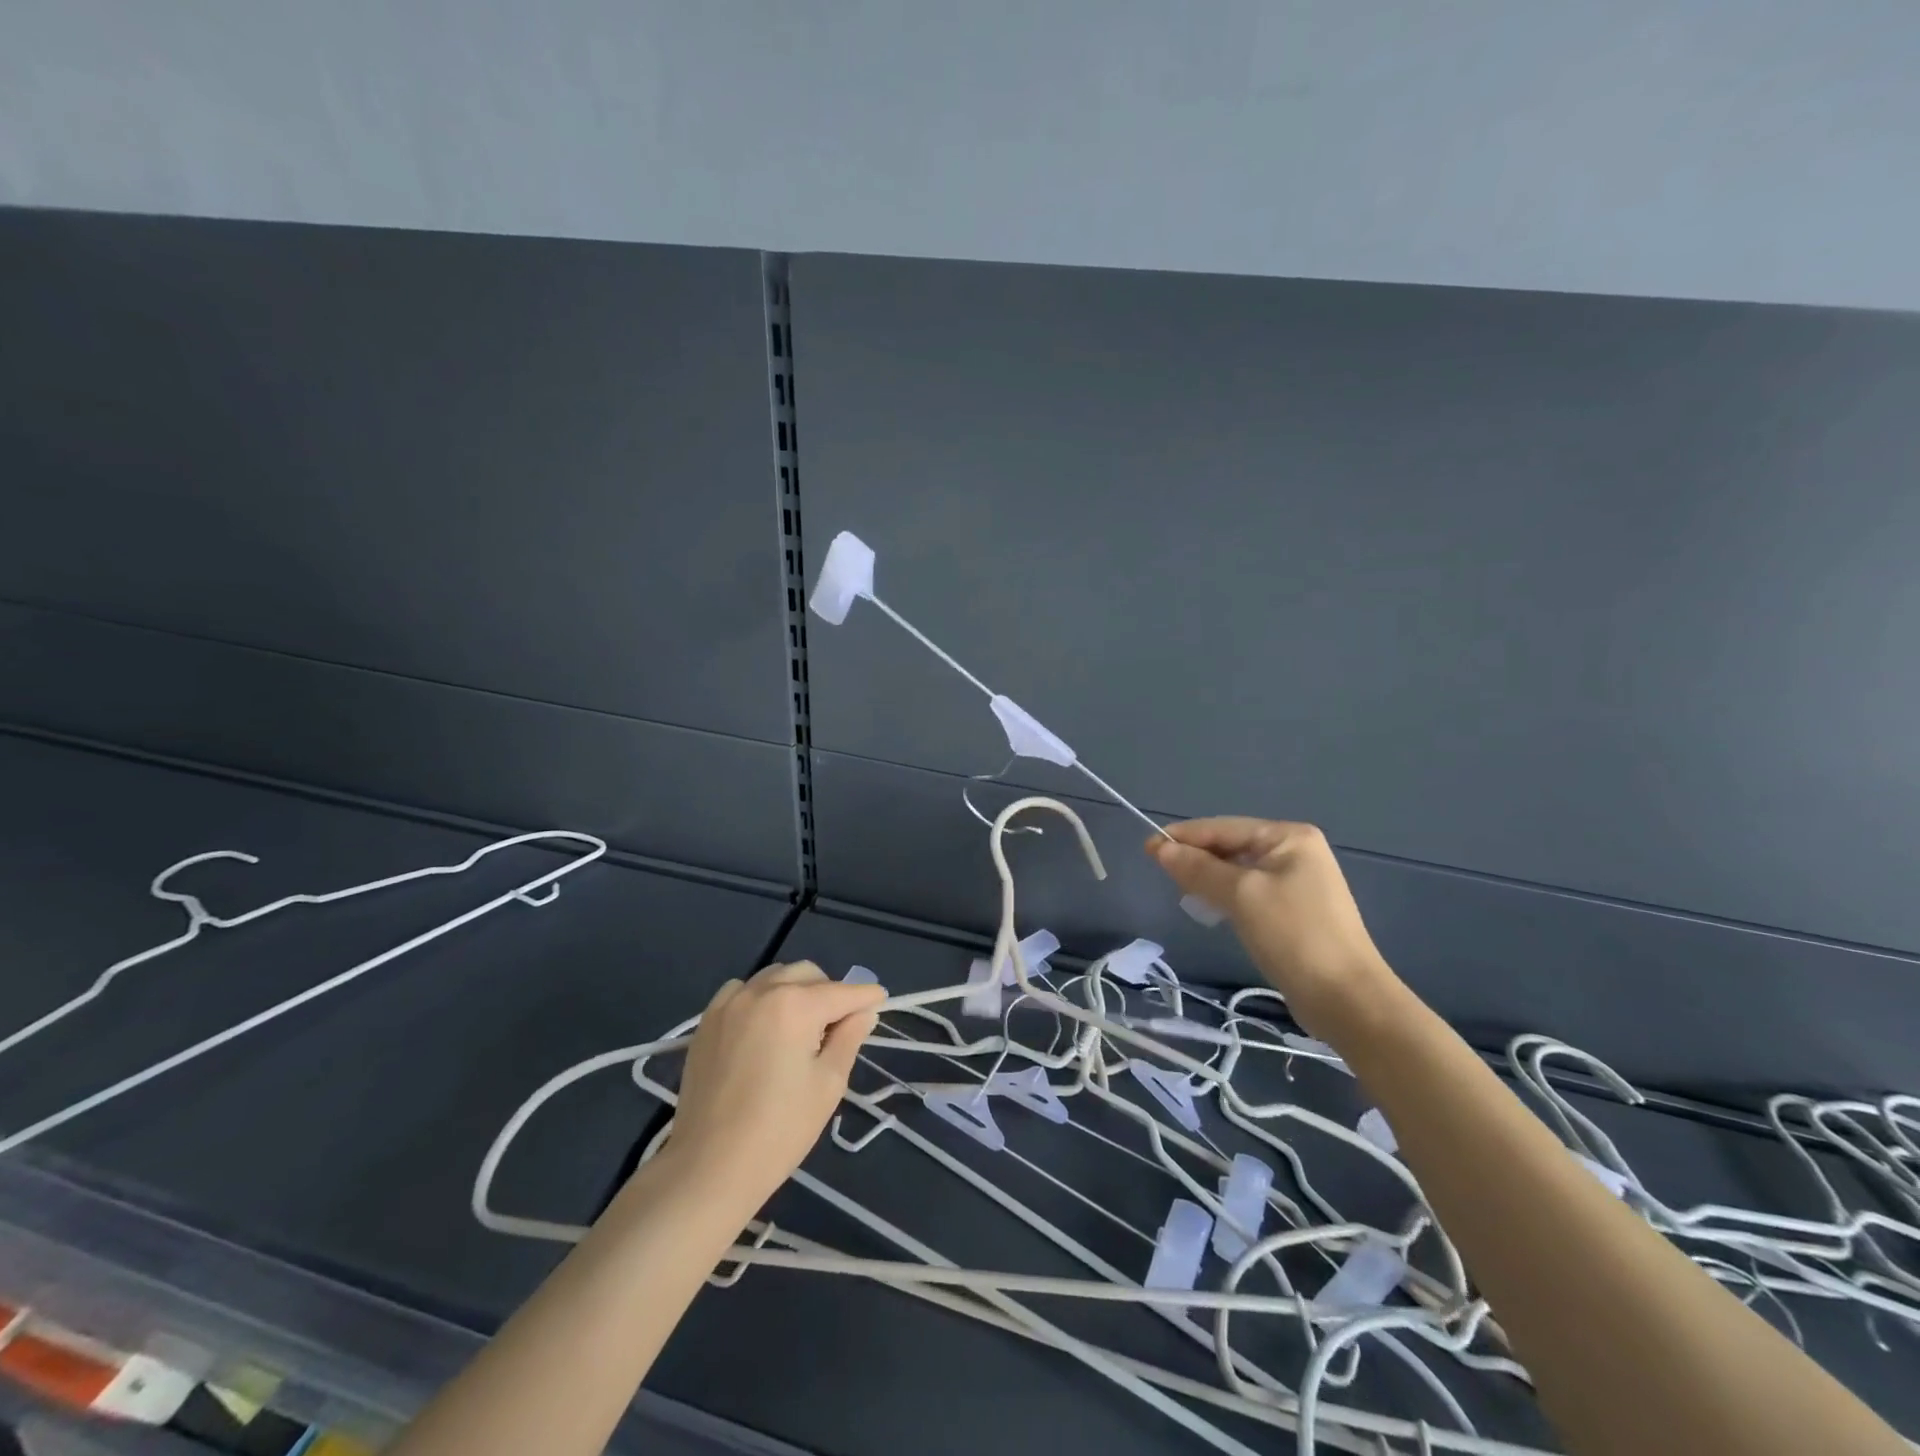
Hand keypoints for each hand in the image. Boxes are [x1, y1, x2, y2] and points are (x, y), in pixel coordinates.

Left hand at [668, 961, 885, 1214]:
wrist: (709, 1167)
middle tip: (839, 1025)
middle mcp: (761, 992)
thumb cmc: (779, 1130)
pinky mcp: (707, 1021)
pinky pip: (743, 991)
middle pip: (808, 975)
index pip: (842, 992)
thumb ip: (849, 1038)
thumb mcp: (828, 1084)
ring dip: (795, 991)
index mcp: (795, 1005)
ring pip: (774, 977)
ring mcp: (730, 1003)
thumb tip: (863, 1012)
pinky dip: (761, 997)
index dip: (866, 996)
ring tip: (801, 1027)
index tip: (881, 999)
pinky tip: (764, 1026)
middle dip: (829, 992)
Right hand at [1147, 818, 1393, 1039]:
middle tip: (1163, 875)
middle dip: (1196, 858)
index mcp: (1289, 837)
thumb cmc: (1294, 936)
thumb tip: (1160, 848)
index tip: (1146, 848)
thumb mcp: (1241, 896)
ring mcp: (1297, 882)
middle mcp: (1295, 852)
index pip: (1223, 827)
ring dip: (1208, 878)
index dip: (1183, 837)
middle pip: (1230, 846)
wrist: (1347, 1000)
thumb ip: (1198, 869)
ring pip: (1237, 871)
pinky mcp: (1293, 911)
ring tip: (1184, 894)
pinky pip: (1248, 892)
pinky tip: (1210, 909)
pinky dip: (1224, 896)